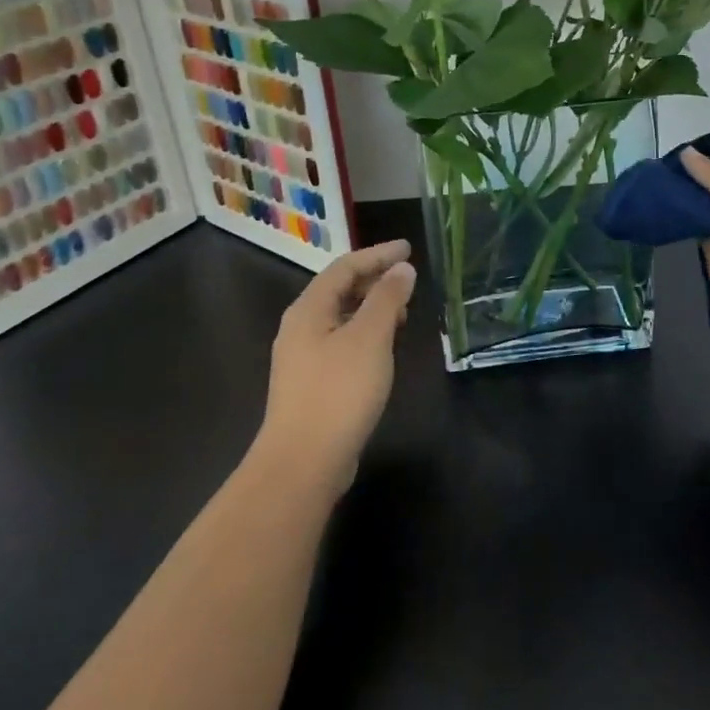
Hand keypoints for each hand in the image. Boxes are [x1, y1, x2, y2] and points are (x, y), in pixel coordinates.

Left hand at [257, 239, 417, 488]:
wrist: (303, 462)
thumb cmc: (339, 392)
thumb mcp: (370, 338)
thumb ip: (387, 299)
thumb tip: (402, 268)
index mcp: (309, 309)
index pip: (344, 267)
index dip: (377, 254)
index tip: (408, 248)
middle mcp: (300, 327)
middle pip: (339, 290)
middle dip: (374, 279)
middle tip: (408, 280)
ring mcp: (303, 357)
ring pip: (341, 317)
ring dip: (371, 307)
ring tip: (402, 311)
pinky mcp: (312, 383)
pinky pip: (341, 341)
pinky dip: (365, 332)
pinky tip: (384, 348)